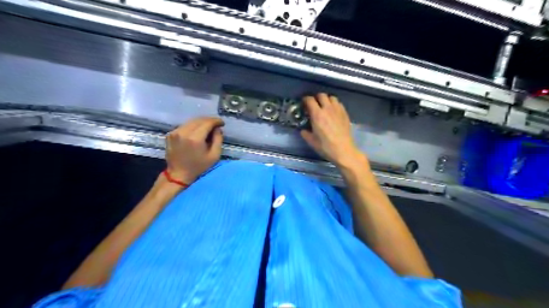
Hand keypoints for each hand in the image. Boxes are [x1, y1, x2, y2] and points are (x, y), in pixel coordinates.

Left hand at [163, 117, 223, 183]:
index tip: (222, 123)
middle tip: (216, 125)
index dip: (216, 121)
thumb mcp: (214, 156)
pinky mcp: (170, 134)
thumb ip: (218, 139)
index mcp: (195, 138)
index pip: (207, 123)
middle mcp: (183, 132)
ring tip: (208, 128)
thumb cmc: (198, 167)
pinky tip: (197, 132)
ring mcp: (175, 132)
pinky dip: (193, 126)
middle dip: (209, 121)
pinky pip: (185, 126)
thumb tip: (217, 129)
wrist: (178, 174)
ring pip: (191, 121)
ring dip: (201, 123)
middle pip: (199, 120)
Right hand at [302, 94, 364, 169]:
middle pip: (321, 95)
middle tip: (314, 105)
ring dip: (326, 100)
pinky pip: (339, 103)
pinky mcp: (345, 114)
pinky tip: (333, 112)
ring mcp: (338, 110)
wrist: (343, 150)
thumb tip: (303, 130)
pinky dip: (334, 104)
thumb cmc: (326, 147)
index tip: (304, 103)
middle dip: (316, 98)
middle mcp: (327, 109)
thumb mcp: (311, 141)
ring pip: (331, 97)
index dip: (305, 100)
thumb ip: (305, 133)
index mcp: (317, 115)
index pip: (310, 100)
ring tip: (324, 107)